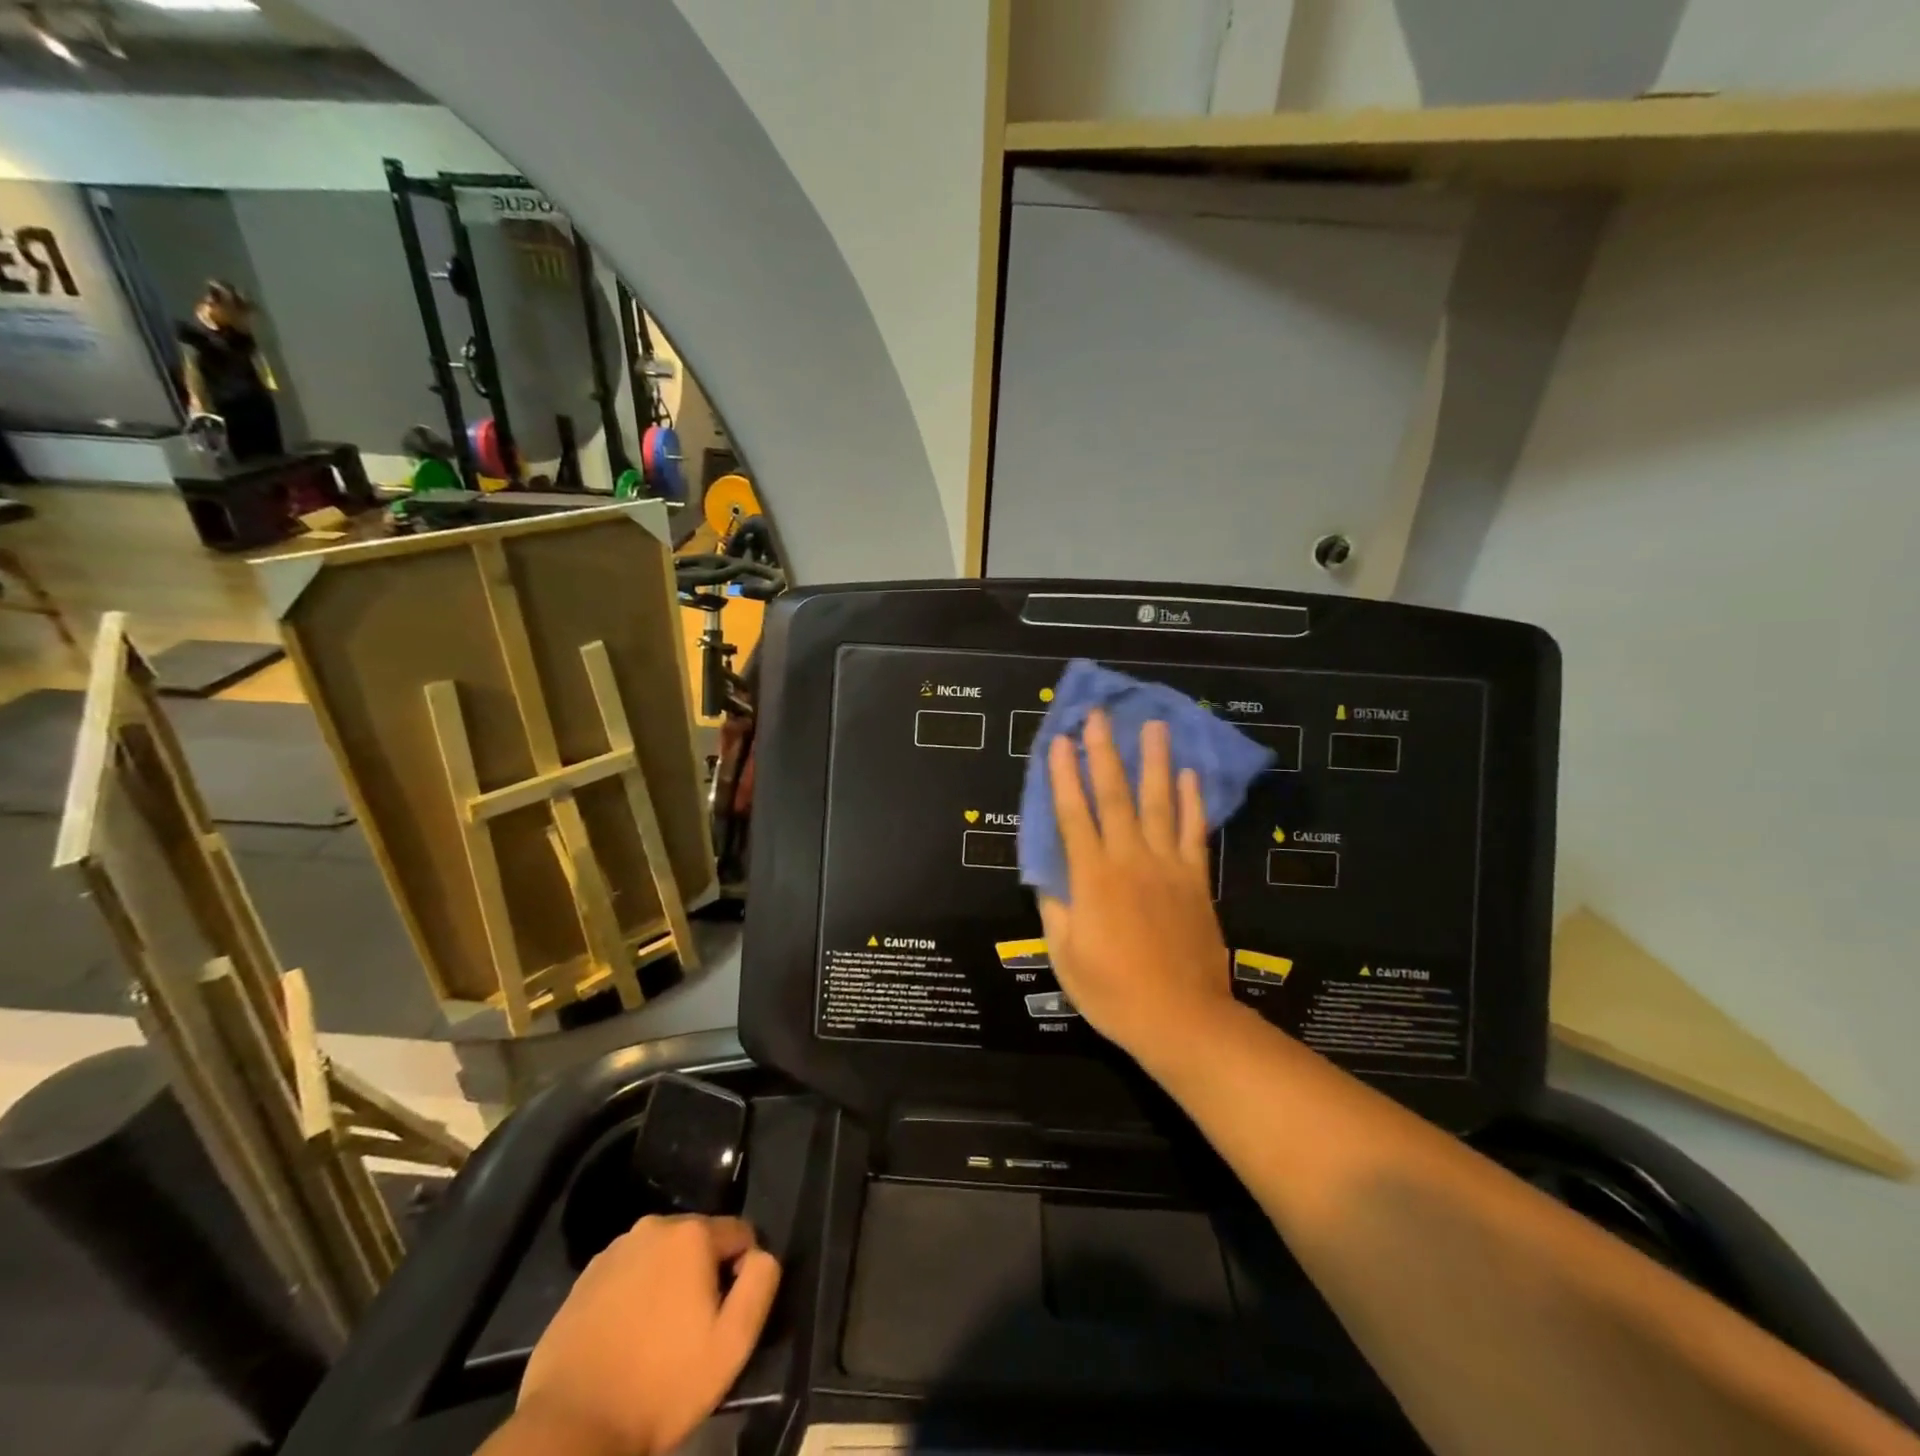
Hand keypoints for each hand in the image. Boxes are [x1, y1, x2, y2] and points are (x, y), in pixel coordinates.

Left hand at [513, 1215, 778, 1455]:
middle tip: (692, 1331)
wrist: (569, 1430)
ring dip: (669, 1284)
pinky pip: (628, 1275)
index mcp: (692, 1233)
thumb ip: (760, 1283)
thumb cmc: (660, 1386)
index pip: (740, 1234)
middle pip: (699, 1242)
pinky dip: (635, 1296)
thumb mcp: (732, 1343)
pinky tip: (626, 1340)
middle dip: (703, 1275)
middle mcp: (653, 1226)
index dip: (742, 1273)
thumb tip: (760, 1254)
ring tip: (657, 1338)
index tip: (726, 1317)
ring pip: (662, 1257)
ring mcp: (614, 1251)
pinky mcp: (584, 1280)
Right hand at [1039, 711, 1237, 1063]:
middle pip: (1114, 796)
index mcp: (1092, 878)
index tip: (1058, 741)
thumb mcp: (1066, 955)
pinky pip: (1194, 832)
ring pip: (1159, 803)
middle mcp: (1130, 860)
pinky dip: (1192, 801)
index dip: (1063, 776)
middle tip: (1099, 715)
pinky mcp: (1196, 880)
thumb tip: (1048, 873)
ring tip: (1153, 726)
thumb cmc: (1113, 992)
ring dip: (1153, 762)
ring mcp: (1168, 866)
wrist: (1182, 1019)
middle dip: (1103, 752)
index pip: (1073, 815)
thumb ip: (1056, 908)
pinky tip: (1189, 774)